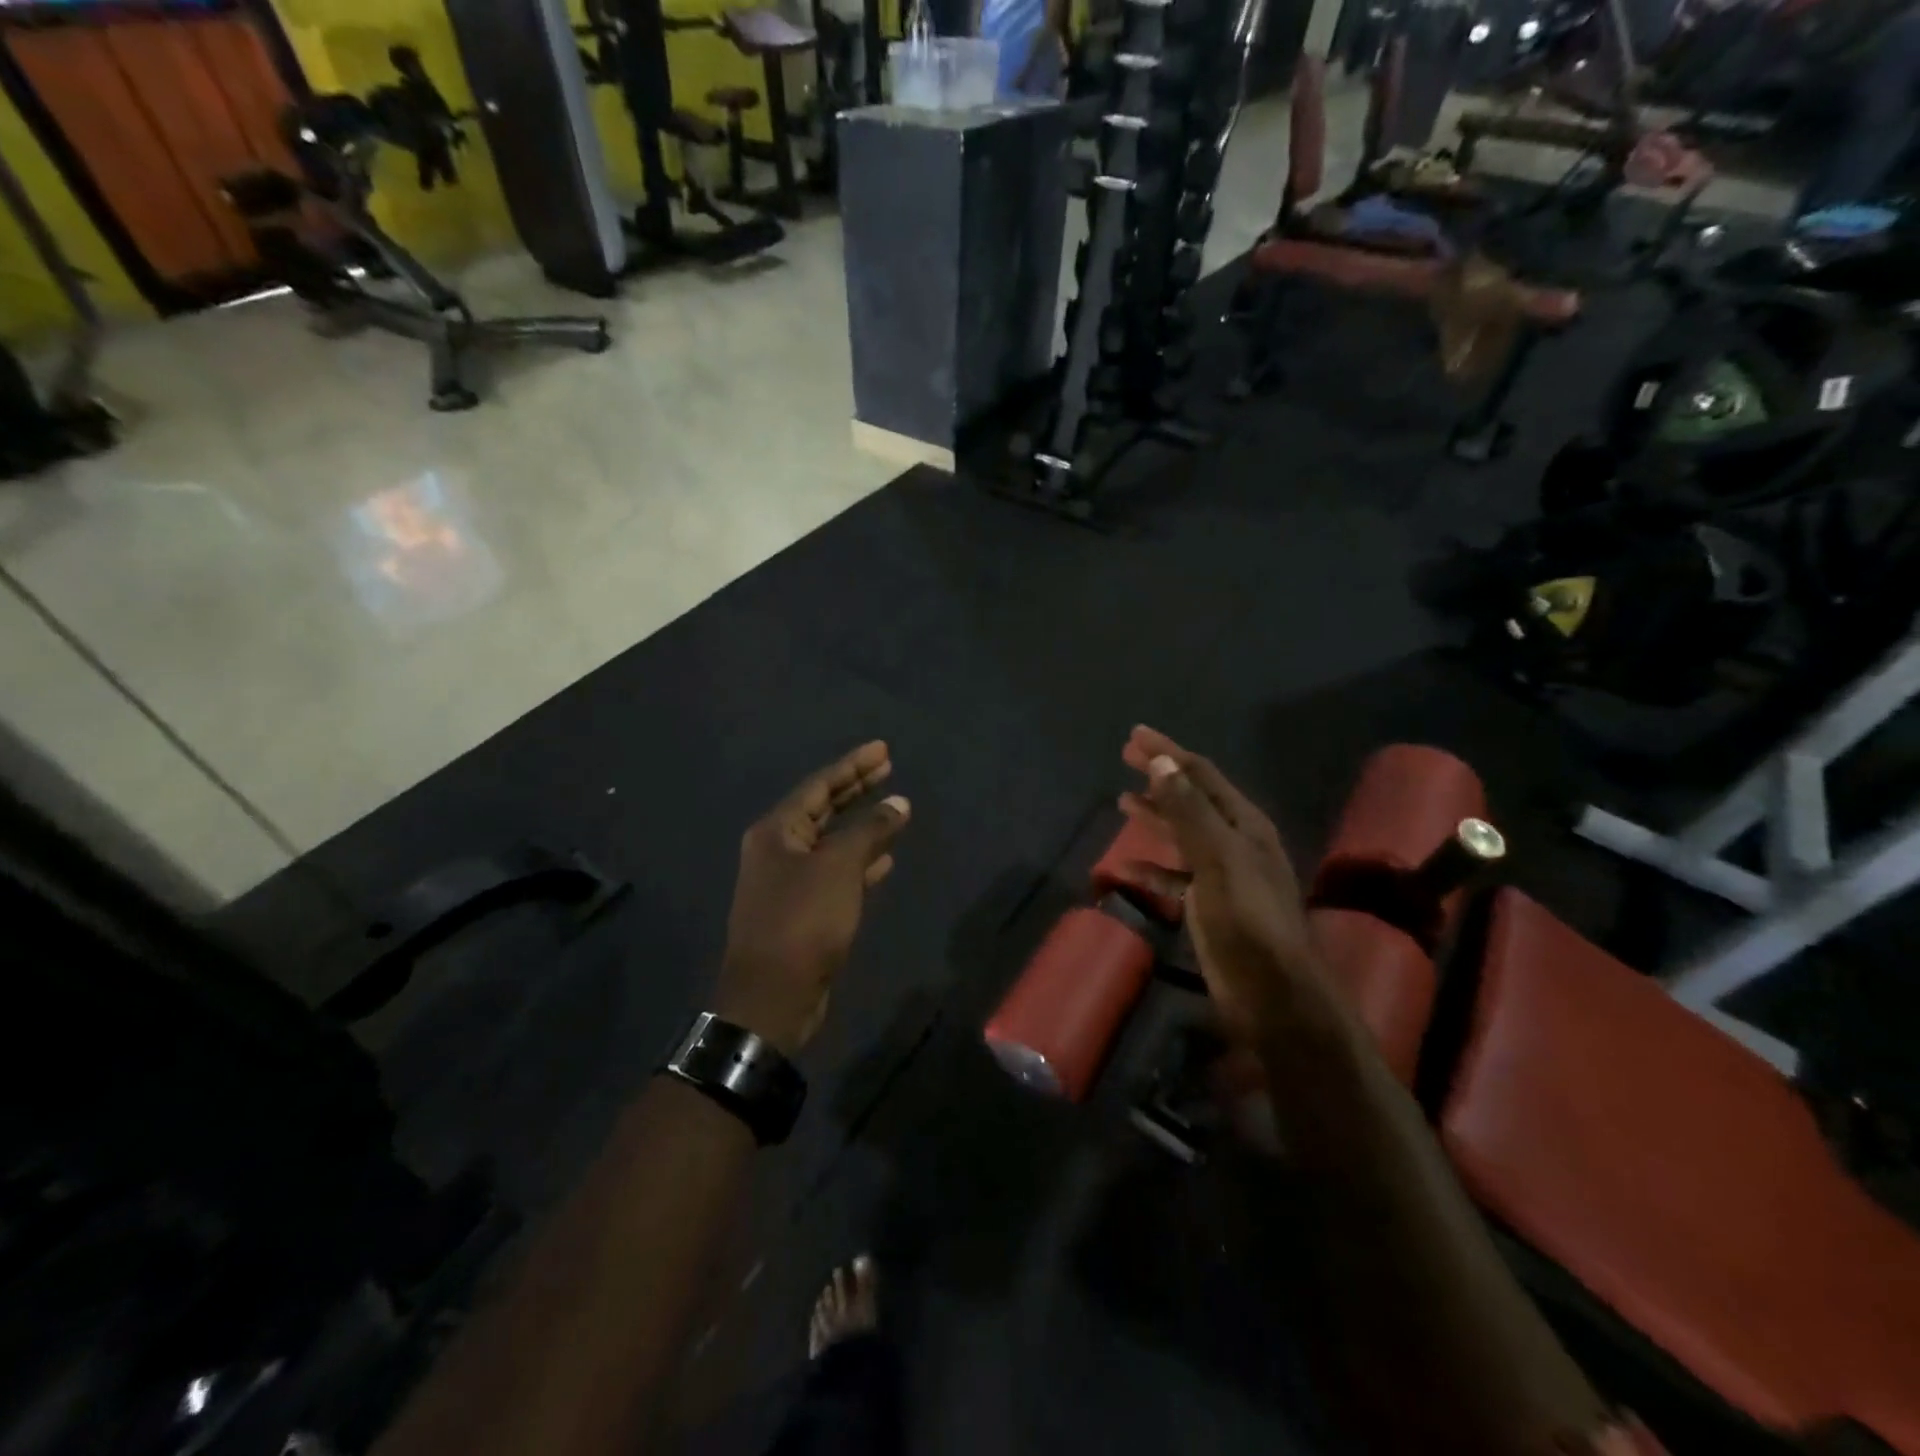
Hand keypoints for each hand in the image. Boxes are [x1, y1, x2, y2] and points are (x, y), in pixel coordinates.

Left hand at [716, 742, 910, 1054]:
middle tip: (888, 768)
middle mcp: (777, 850)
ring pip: (831, 841)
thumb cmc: (803, 921)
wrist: (773, 996)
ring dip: (861, 825)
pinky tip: (885, 858)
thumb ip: (870, 830)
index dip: (852, 766)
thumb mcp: (839, 868)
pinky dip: (860, 861)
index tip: (883, 750)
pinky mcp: (803, 909)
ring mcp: (789, 881)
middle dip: (856, 789)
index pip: (819, 786)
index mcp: (776, 831)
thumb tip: (899, 803)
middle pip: (823, 809)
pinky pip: (835, 872)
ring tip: (894, 808)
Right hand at [1118, 727, 1325, 1045]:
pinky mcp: (1210, 906)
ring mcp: (1223, 875)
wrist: (1272, 993)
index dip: (1168, 752)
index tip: (1134, 735)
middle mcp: (1236, 842)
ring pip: (1183, 835)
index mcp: (1244, 824)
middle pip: (1192, 798)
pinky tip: (1128, 867)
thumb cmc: (1247, 920)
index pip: (1201, 774)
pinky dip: (1153, 868)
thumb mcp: (1218, 859)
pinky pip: (1175, 876)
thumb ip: (1189, 811)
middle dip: (1161, 776)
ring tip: (1123, 802)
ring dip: (1156, 816)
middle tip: (1126, 757)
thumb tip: (1162, 762)